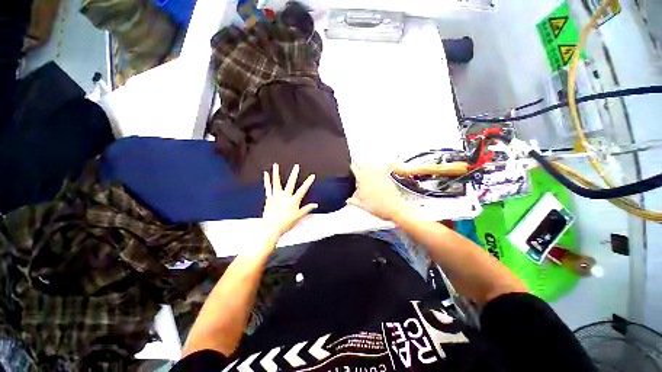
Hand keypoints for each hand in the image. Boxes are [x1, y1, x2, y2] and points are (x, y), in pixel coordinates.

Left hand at [262, 164, 317, 240]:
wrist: (271, 228)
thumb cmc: (285, 223)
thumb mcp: (299, 217)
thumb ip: (307, 209)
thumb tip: (315, 205)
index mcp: (293, 201)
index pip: (303, 190)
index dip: (308, 182)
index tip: (312, 176)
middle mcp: (285, 197)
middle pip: (291, 183)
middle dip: (294, 174)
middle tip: (296, 166)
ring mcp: (276, 196)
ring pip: (276, 183)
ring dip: (276, 173)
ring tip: (276, 165)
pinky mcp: (269, 198)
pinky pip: (268, 188)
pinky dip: (267, 180)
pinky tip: (266, 174)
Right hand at [346, 164, 410, 220]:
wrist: (393, 207)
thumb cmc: (378, 207)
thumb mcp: (363, 206)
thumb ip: (354, 201)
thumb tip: (349, 200)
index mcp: (362, 181)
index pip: (355, 169)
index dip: (354, 167)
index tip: (353, 166)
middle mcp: (371, 176)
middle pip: (364, 165)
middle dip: (361, 166)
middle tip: (360, 167)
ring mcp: (380, 176)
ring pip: (372, 167)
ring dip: (369, 168)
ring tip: (368, 171)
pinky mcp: (387, 178)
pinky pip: (381, 172)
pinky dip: (378, 172)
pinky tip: (378, 176)